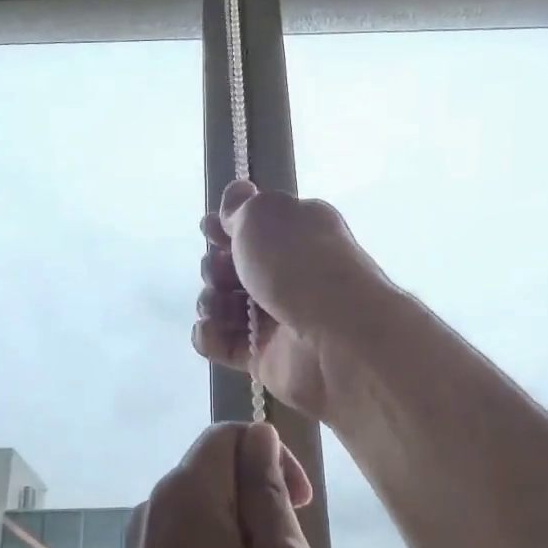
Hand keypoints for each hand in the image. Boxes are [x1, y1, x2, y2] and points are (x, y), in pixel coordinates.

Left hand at [117, 422, 322, 547]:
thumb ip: (270, 493)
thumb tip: (259, 438)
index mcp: (184, 493)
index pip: (229, 434)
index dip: (273, 456)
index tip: (303, 506)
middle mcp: (152, 507)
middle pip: (214, 469)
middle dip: (259, 497)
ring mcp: (140, 546)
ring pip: (203, 508)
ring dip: (243, 531)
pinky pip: (187, 541)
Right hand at [194, 180, 387, 420]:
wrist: (337, 339)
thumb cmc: (298, 265)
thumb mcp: (263, 216)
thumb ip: (242, 206)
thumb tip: (237, 190)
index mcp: (299, 233)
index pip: (255, 227)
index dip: (226, 226)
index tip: (209, 229)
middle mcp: (291, 274)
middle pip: (234, 268)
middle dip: (215, 267)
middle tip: (220, 273)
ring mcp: (278, 318)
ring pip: (225, 306)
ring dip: (211, 302)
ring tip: (218, 306)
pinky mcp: (266, 357)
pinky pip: (225, 344)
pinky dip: (211, 337)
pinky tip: (211, 331)